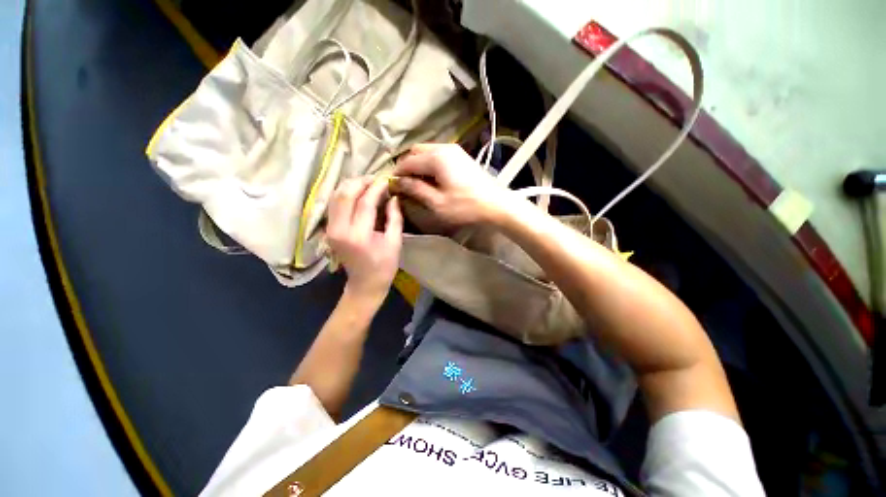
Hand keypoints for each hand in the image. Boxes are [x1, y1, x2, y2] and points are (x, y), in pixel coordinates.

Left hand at [326, 177, 402, 302]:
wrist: (364, 284)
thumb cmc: (384, 266)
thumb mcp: (394, 242)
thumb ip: (395, 217)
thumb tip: (394, 196)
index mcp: (359, 235)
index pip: (365, 202)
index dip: (377, 187)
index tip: (387, 179)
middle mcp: (339, 229)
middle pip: (345, 194)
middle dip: (362, 181)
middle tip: (377, 179)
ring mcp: (331, 229)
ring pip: (336, 196)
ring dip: (352, 185)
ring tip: (369, 183)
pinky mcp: (329, 229)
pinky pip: (334, 203)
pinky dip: (345, 193)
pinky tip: (358, 192)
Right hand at [393, 144, 513, 226]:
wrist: (496, 204)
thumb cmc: (465, 206)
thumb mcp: (437, 202)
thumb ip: (415, 189)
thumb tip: (396, 182)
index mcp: (436, 158)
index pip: (407, 162)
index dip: (397, 174)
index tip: (392, 187)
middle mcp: (443, 148)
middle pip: (415, 152)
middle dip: (407, 167)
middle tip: (405, 186)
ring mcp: (454, 150)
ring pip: (427, 152)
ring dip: (418, 165)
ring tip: (417, 184)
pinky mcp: (461, 156)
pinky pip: (438, 155)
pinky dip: (429, 165)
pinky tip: (432, 179)